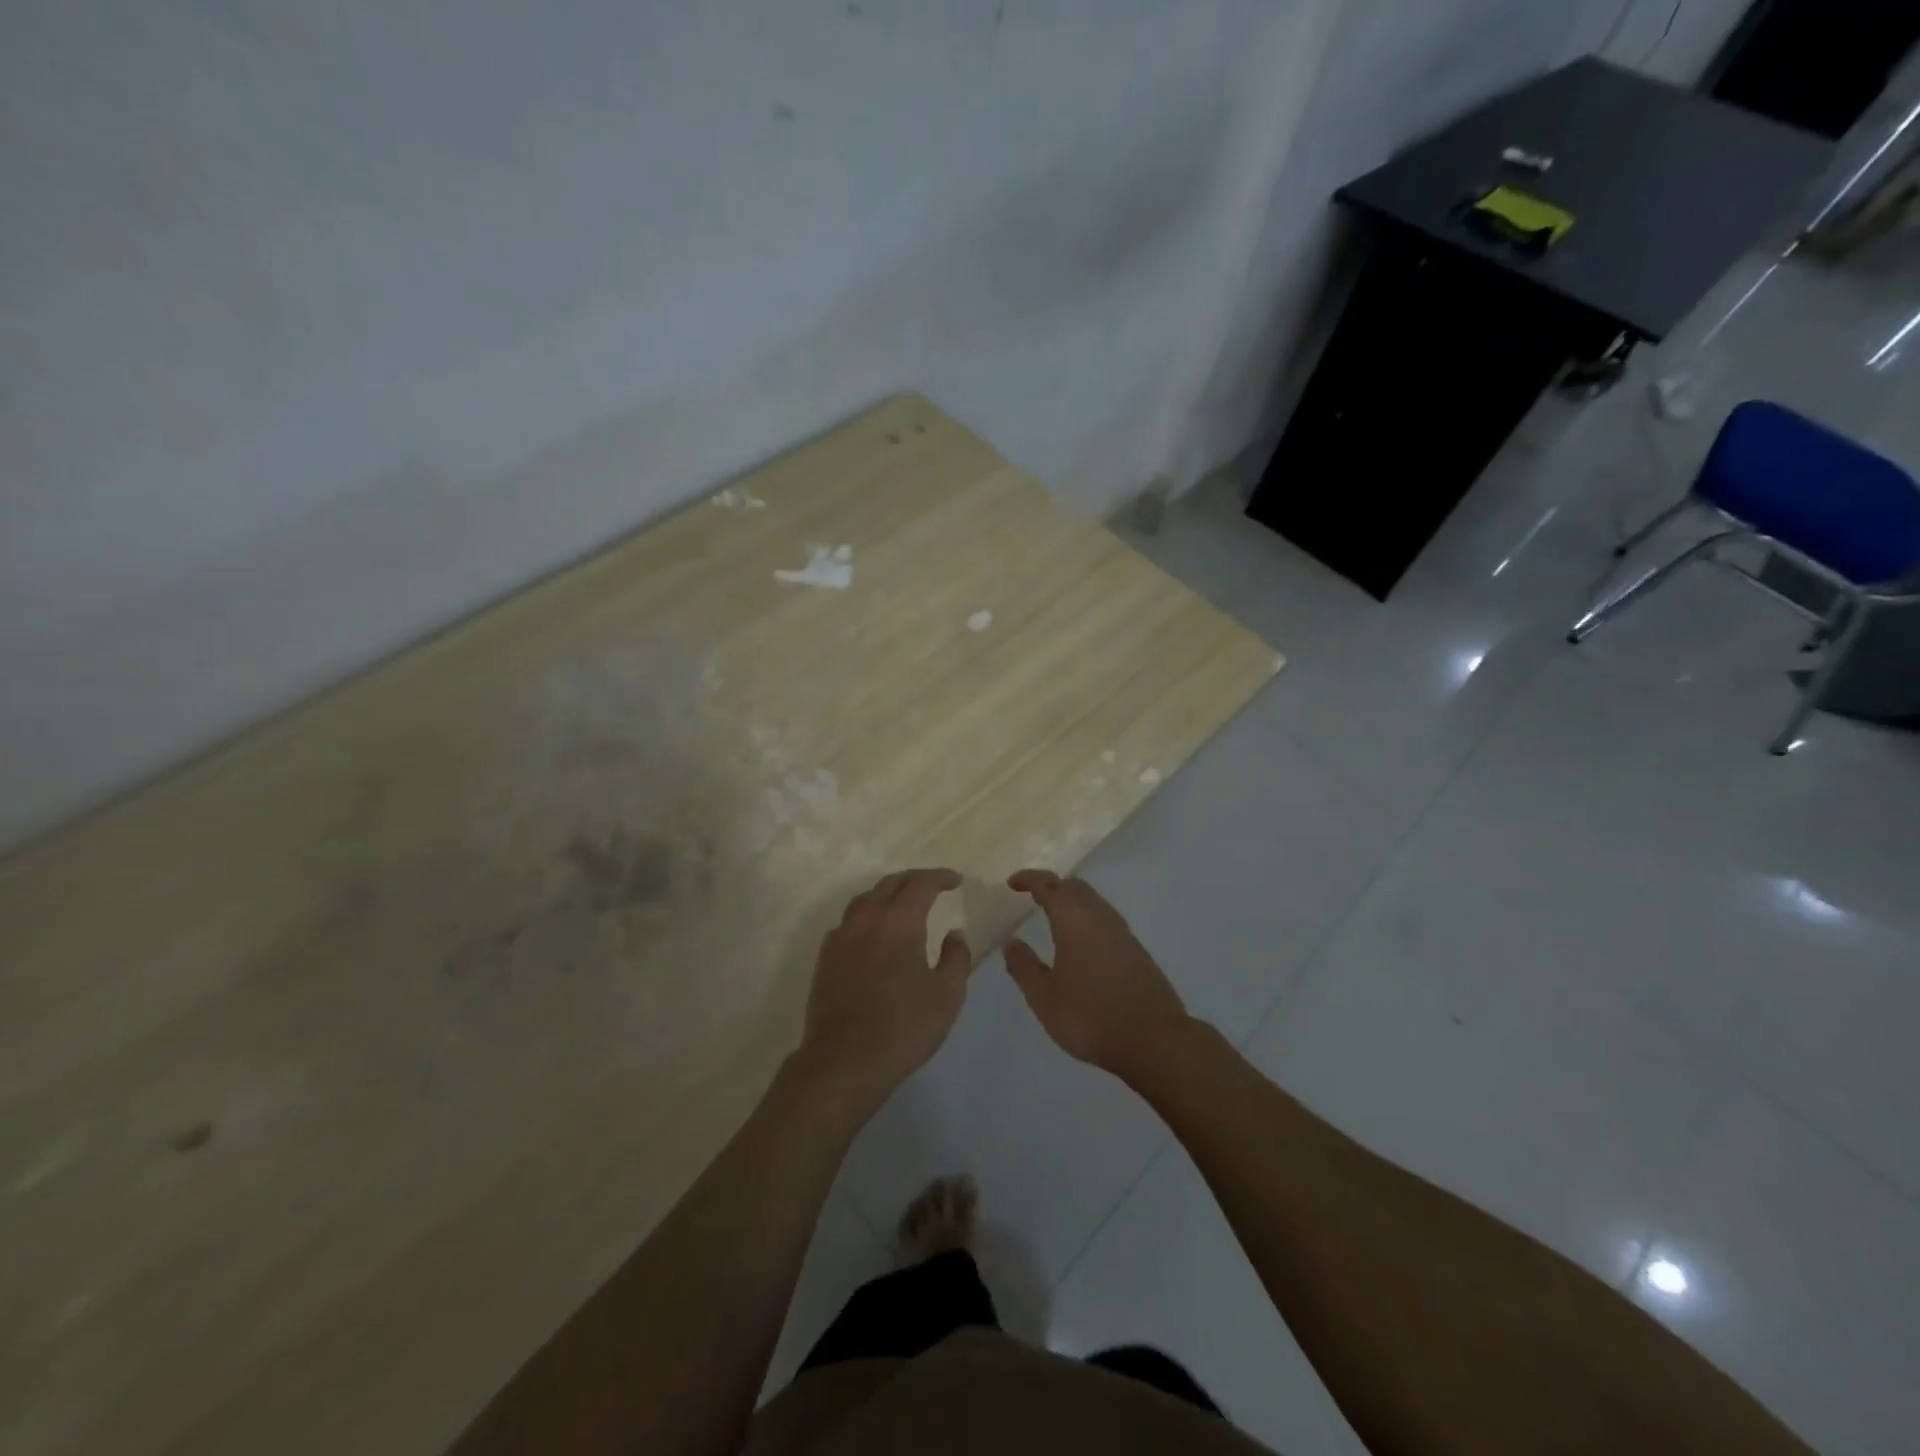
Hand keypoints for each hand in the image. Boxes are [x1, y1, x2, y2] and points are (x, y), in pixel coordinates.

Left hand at [798, 869, 973, 1104]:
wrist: (844, 1061)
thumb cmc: (903, 1027)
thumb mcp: (947, 995)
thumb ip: (956, 958)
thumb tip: (955, 934)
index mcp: (898, 923)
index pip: (920, 884)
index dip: (940, 878)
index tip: (956, 881)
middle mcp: (866, 920)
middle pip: (889, 884)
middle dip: (914, 880)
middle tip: (934, 886)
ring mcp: (841, 937)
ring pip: (865, 899)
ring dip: (887, 893)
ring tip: (903, 903)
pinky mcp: (826, 958)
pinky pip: (848, 921)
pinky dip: (866, 915)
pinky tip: (873, 932)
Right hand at [1004, 871, 1189, 1080]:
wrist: (1154, 1040)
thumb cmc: (1090, 1017)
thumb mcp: (1044, 997)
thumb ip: (1025, 967)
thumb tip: (1011, 942)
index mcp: (1074, 920)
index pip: (1049, 886)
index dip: (1030, 879)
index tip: (1013, 882)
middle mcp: (1100, 917)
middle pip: (1075, 887)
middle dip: (1052, 886)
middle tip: (1033, 896)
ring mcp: (1123, 933)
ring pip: (1094, 901)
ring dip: (1072, 900)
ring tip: (1054, 916)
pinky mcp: (1137, 951)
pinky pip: (1106, 920)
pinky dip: (1088, 918)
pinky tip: (1082, 941)